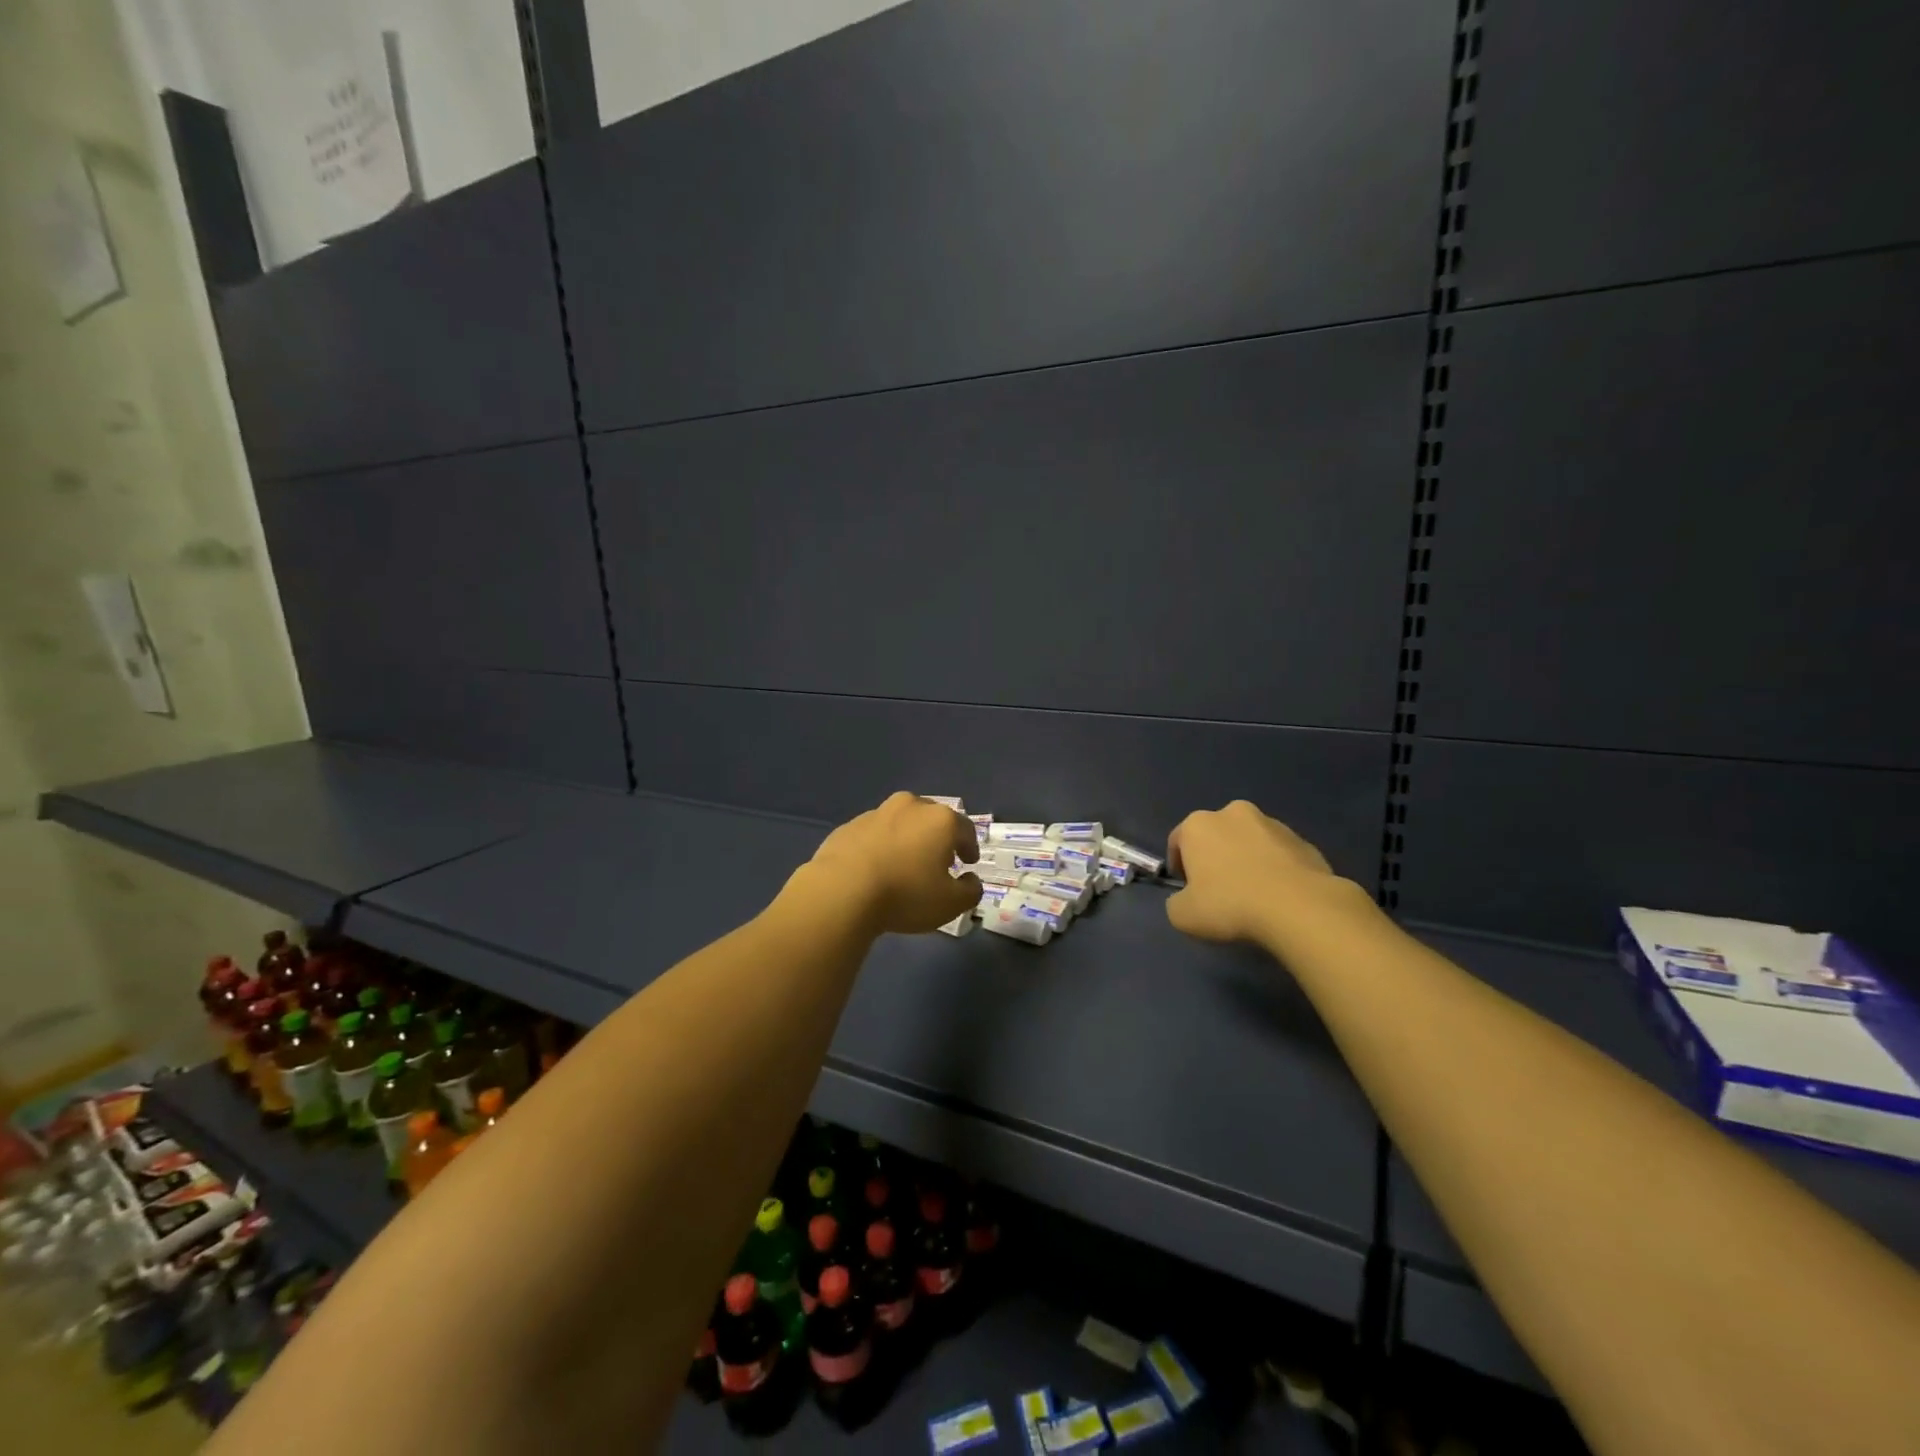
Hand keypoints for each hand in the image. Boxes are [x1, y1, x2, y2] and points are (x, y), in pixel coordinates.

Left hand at [803, 792, 981, 934]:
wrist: (841, 891)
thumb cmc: (905, 894)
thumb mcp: (950, 904)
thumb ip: (970, 891)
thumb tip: (970, 880)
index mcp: (940, 819)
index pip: (965, 829)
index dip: (969, 846)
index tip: (969, 862)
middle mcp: (910, 806)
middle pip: (932, 819)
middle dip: (939, 838)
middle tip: (939, 861)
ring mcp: (876, 812)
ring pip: (901, 823)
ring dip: (908, 839)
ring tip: (905, 864)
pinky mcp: (849, 825)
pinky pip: (874, 834)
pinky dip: (881, 846)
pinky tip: (876, 868)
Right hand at [1165, 800, 1350, 943]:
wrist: (1299, 908)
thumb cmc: (1230, 905)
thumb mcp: (1182, 915)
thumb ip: (1176, 902)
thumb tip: (1186, 899)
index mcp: (1198, 824)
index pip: (1178, 841)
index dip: (1179, 867)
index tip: (1188, 891)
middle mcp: (1233, 813)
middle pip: (1216, 836)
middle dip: (1215, 858)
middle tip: (1220, 891)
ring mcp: (1272, 824)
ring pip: (1249, 842)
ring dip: (1246, 860)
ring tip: (1254, 895)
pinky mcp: (1303, 841)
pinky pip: (1279, 855)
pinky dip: (1275, 869)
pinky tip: (1279, 896)